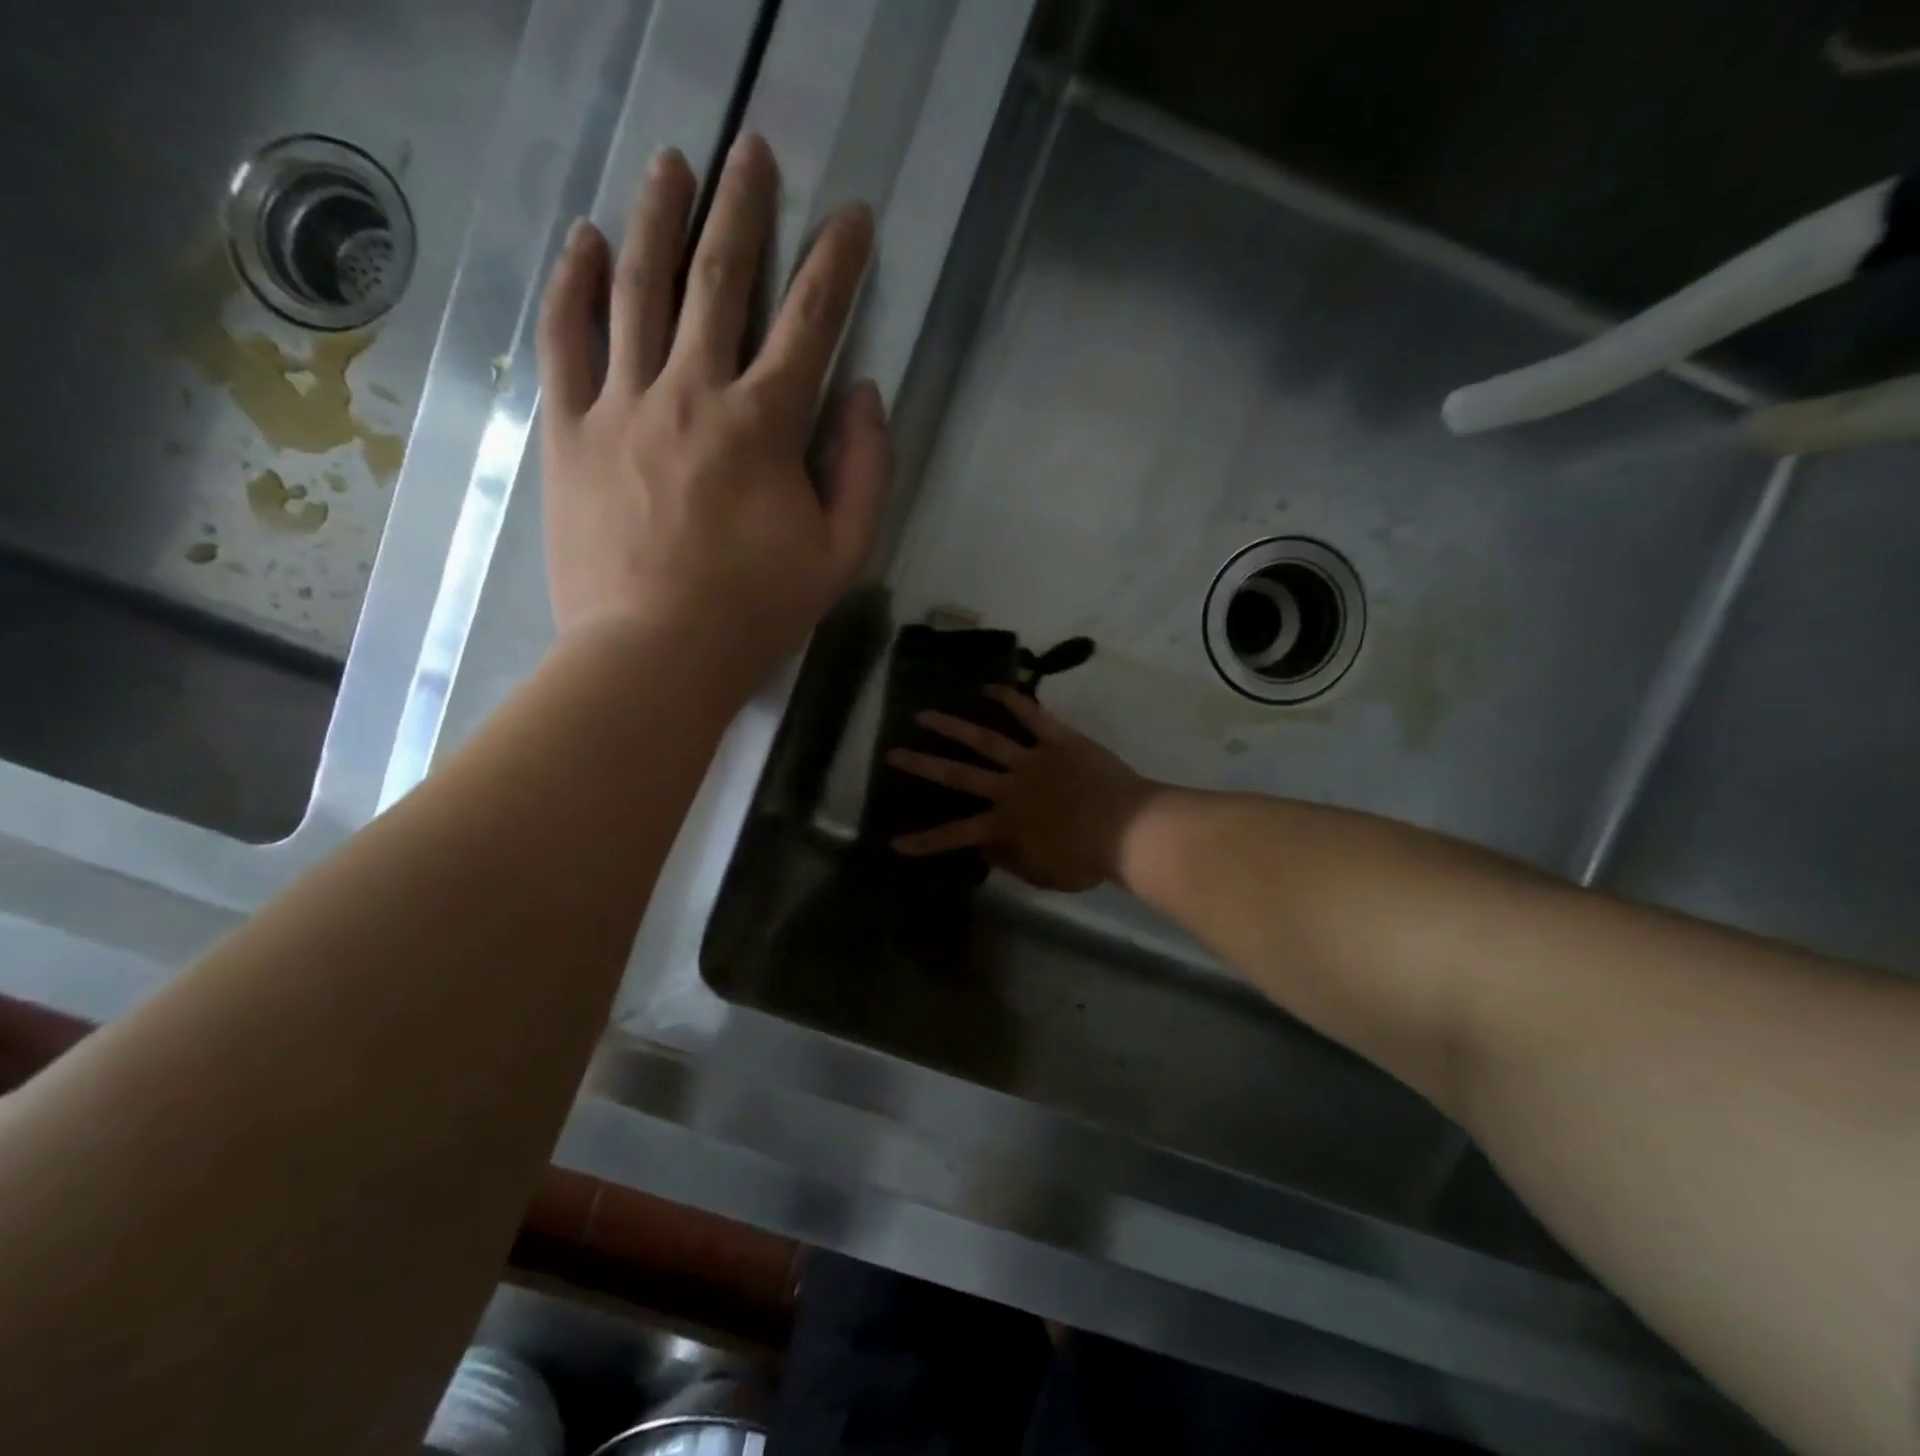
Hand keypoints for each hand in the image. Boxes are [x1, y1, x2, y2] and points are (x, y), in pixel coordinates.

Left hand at [536, 134, 891, 686]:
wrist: (653, 656)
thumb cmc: (756, 612)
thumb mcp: (842, 556)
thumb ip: (865, 471)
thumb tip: (864, 394)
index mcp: (764, 425)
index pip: (810, 321)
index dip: (836, 263)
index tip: (851, 218)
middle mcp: (692, 392)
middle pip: (719, 279)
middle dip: (743, 208)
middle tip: (752, 151)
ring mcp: (621, 404)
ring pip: (638, 289)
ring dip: (659, 218)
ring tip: (672, 163)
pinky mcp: (568, 431)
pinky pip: (566, 339)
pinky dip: (576, 283)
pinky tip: (587, 239)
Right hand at [887, 688, 1157, 891]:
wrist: (1129, 828)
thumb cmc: (1087, 859)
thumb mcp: (1043, 874)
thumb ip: (1009, 860)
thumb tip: (983, 847)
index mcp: (1005, 824)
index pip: (955, 835)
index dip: (924, 841)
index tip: (894, 842)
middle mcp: (1009, 787)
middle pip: (959, 774)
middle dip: (923, 765)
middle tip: (893, 753)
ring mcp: (1032, 759)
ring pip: (985, 740)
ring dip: (953, 727)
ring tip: (925, 714)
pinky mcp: (1058, 740)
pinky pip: (1033, 715)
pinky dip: (1012, 700)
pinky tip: (990, 687)